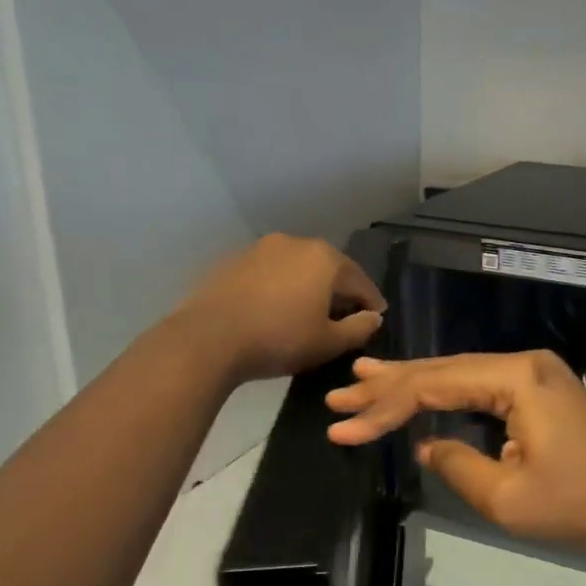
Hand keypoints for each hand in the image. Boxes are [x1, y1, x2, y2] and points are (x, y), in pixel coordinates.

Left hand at [171, 234, 385, 383]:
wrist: (208, 338)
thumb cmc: (279, 339)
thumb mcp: (328, 343)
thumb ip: (360, 328)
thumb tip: (373, 317)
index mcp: (326, 259)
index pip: (360, 281)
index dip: (372, 303)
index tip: (376, 319)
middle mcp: (296, 243)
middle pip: (329, 269)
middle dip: (339, 291)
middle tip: (343, 317)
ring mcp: (262, 248)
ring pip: (298, 268)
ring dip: (308, 287)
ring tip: (307, 313)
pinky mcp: (235, 260)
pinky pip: (270, 273)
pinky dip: (280, 287)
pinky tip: (275, 309)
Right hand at [325, 350, 585, 557]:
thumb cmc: (579, 504)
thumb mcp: (506, 497)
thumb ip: (456, 465)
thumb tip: (428, 444)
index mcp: (516, 377)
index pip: (434, 385)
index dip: (384, 407)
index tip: (342, 426)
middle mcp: (524, 364)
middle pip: (444, 370)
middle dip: (390, 383)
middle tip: (342, 389)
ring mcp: (536, 376)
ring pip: (461, 376)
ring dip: (414, 383)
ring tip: (366, 379)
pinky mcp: (542, 393)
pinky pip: (482, 388)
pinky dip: (447, 393)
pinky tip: (421, 393)